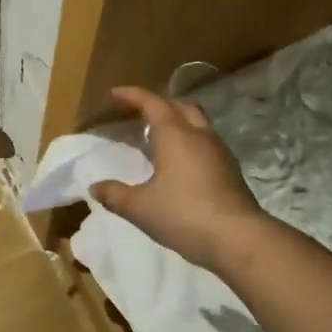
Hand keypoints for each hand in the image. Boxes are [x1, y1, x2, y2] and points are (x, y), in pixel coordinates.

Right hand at [89, 86, 262, 269]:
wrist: (236, 238)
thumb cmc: (182, 214)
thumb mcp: (139, 207)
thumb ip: (115, 195)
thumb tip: (95, 187)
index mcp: (176, 135)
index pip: (153, 103)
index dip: (133, 95)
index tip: (116, 93)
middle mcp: (200, 136)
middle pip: (181, 107)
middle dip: (161, 105)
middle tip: (141, 114)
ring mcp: (220, 153)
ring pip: (198, 125)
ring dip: (179, 124)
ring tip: (160, 139)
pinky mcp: (231, 172)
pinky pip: (207, 145)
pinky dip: (191, 145)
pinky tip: (181, 165)